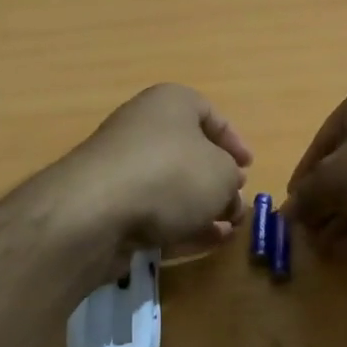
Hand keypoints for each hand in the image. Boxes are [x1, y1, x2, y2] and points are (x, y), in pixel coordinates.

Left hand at [57, 84, 251, 256]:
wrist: (97, 211)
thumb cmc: (171, 175)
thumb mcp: (222, 174)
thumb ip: (231, 181)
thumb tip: (227, 192)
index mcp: (170, 103)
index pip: (209, 113)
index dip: (233, 141)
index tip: (248, 167)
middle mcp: (143, 127)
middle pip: (189, 152)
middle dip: (217, 181)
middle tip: (236, 204)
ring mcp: (123, 166)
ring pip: (172, 186)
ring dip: (202, 207)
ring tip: (227, 230)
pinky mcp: (110, 204)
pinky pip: (153, 210)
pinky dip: (179, 224)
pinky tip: (204, 242)